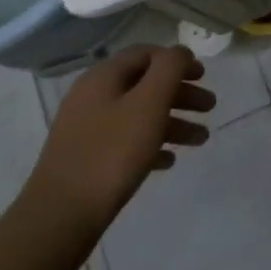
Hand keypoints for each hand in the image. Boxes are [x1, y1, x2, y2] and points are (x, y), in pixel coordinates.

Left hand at [22, 46, 214, 235]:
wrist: (60, 217)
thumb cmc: (111, 153)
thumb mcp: (149, 103)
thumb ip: (169, 69)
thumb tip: (181, 52)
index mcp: (103, 77)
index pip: (146, 54)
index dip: (177, 61)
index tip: (204, 76)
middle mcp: (92, 96)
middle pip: (144, 85)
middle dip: (180, 93)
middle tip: (210, 107)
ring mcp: (86, 129)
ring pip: (138, 115)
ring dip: (172, 122)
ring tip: (200, 140)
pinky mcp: (86, 159)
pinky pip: (125, 141)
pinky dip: (151, 144)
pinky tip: (168, 161)